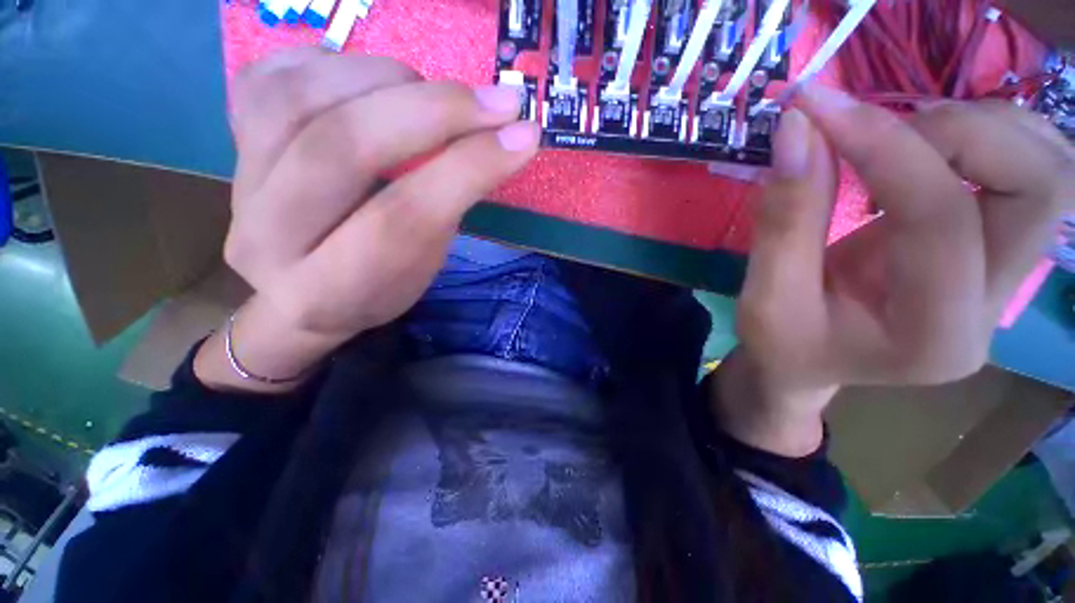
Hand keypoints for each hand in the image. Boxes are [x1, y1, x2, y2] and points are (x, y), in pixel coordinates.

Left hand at [194, 49, 539, 391]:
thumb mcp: (424, 267)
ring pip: (301, 99)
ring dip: (385, 80)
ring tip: (428, 92)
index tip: (523, 137)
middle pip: (343, 148)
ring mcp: (238, 188)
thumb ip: (448, 206)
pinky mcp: (231, 149)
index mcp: (331, 290)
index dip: (468, 168)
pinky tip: (370, 82)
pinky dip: (332, 64)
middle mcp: (269, 240)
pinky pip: (268, 80)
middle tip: (497, 101)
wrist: (300, 296)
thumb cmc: (378, 288)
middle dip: (434, 112)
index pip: (404, 217)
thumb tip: (496, 138)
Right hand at [716, 84, 1072, 454]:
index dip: (884, 147)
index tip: (818, 110)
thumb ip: (785, 218)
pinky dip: (979, 138)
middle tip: (877, 130)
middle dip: (958, 131)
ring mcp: (1006, 278)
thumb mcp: (764, 295)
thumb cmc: (782, 344)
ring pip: (1047, 166)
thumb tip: (798, 127)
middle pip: (1040, 184)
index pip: (942, 219)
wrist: (811, 363)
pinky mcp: (997, 253)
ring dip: (974, 127)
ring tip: (897, 141)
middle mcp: (994, 306)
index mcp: (934, 336)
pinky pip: (1027, 170)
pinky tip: (920, 155)